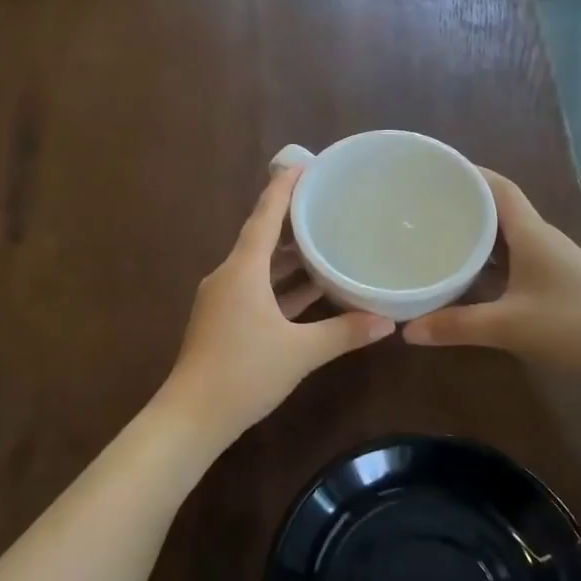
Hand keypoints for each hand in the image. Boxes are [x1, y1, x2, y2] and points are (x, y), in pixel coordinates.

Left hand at [159, 167, 394, 448]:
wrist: (192, 416)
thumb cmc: (244, 372)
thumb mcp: (301, 352)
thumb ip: (344, 333)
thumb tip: (388, 322)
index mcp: (242, 270)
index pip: (265, 217)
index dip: (284, 189)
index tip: (305, 165)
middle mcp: (228, 277)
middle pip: (262, 239)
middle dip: (293, 222)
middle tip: (327, 205)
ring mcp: (222, 300)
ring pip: (259, 268)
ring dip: (289, 258)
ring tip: (325, 244)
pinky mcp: (222, 321)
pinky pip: (256, 290)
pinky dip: (281, 286)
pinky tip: (309, 292)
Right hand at [402, 169, 580, 386]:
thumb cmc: (574, 325)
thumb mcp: (508, 326)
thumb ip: (456, 326)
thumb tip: (406, 330)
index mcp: (531, 233)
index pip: (499, 188)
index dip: (469, 174)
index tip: (435, 171)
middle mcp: (541, 239)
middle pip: (499, 209)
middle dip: (463, 204)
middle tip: (423, 207)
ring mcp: (550, 261)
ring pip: (506, 237)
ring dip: (476, 234)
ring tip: (436, 236)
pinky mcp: (554, 283)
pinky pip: (513, 260)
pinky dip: (488, 261)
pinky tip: (467, 276)